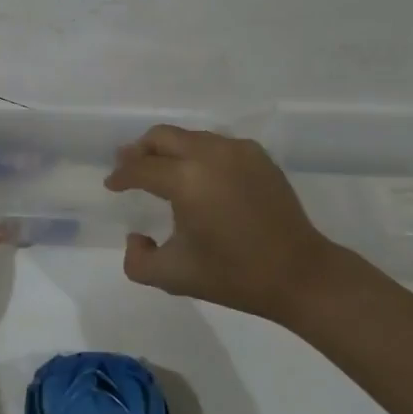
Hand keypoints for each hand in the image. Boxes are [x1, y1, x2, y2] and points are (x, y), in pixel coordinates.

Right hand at [104, 124, 367, 321]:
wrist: (300, 274)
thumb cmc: (234, 275)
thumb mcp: (174, 277)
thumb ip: (137, 261)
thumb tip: (135, 236)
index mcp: (186, 180)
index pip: (140, 168)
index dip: (121, 176)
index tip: (112, 185)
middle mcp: (209, 154)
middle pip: (161, 137)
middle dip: (139, 150)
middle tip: (129, 165)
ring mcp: (237, 150)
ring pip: (189, 136)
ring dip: (169, 150)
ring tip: (162, 170)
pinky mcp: (257, 155)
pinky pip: (216, 144)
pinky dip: (198, 153)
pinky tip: (199, 175)